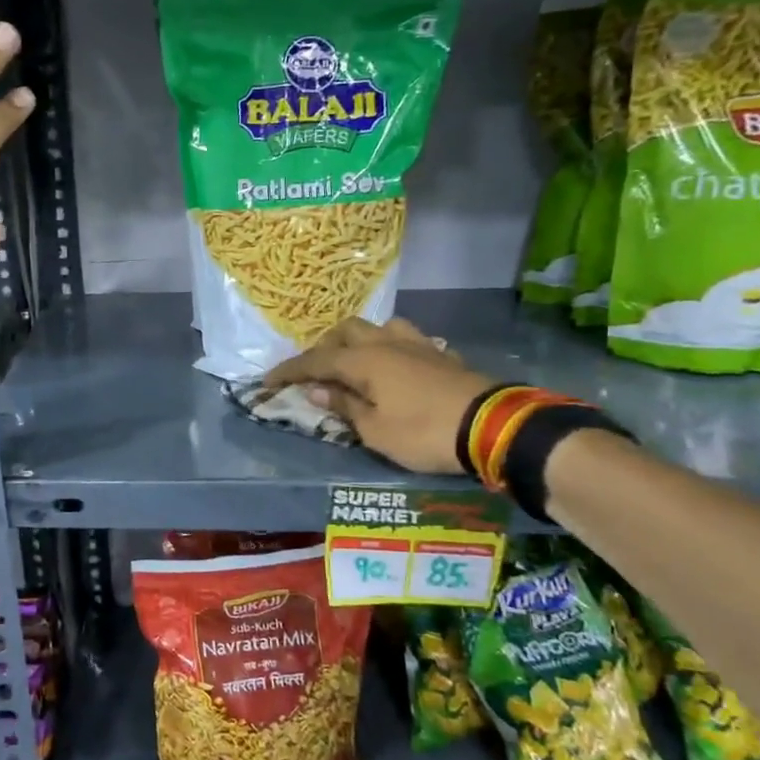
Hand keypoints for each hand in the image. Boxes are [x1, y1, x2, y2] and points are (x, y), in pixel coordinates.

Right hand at [263, 318, 494, 474]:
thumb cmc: (423, 432)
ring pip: (379, 327)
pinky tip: (394, 368)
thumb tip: (317, 388)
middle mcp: (387, 343)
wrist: (492, 426)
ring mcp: (417, 344)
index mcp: (364, 360)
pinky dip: (389, 349)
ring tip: (355, 363)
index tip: (267, 381)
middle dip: (324, 347)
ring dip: (360, 340)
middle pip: (346, 330)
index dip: (289, 370)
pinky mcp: (441, 354)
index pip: (315, 360)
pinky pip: (406, 340)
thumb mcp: (375, 431)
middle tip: (315, 372)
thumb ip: (344, 406)